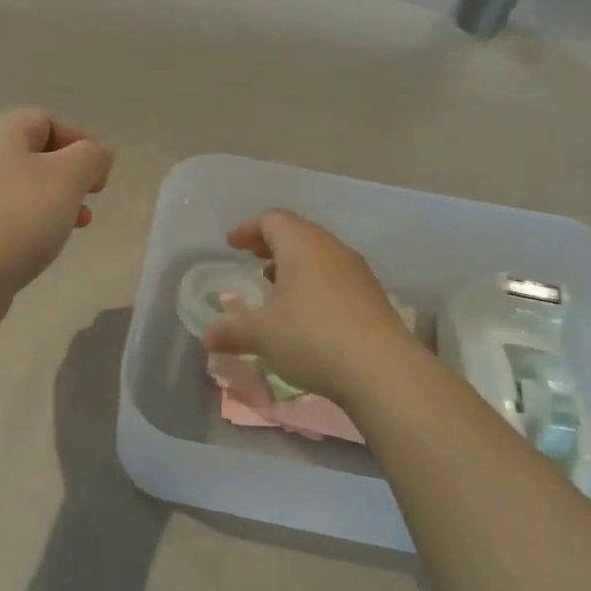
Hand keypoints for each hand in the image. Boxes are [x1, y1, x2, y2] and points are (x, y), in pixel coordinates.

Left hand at [0, 108, 112, 304]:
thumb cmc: (20, 215)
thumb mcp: (68, 177)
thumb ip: (91, 157)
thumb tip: (97, 153)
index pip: (45, 121)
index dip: (80, 140)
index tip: (103, 171)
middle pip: (34, 155)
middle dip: (70, 173)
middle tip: (94, 194)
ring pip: (23, 188)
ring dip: (57, 201)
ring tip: (80, 224)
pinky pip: (9, 216)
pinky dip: (34, 223)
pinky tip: (47, 245)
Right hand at [204, 210, 425, 405]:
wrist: (382, 370)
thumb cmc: (311, 337)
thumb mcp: (261, 335)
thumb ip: (231, 331)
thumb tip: (208, 337)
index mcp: (302, 245)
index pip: (272, 220)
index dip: (248, 229)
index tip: (232, 244)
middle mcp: (332, 250)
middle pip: (299, 233)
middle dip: (271, 244)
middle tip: (252, 259)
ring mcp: (357, 273)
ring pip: (319, 257)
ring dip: (294, 265)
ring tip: (275, 286)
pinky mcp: (372, 298)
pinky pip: (335, 279)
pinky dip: (314, 285)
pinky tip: (304, 313)